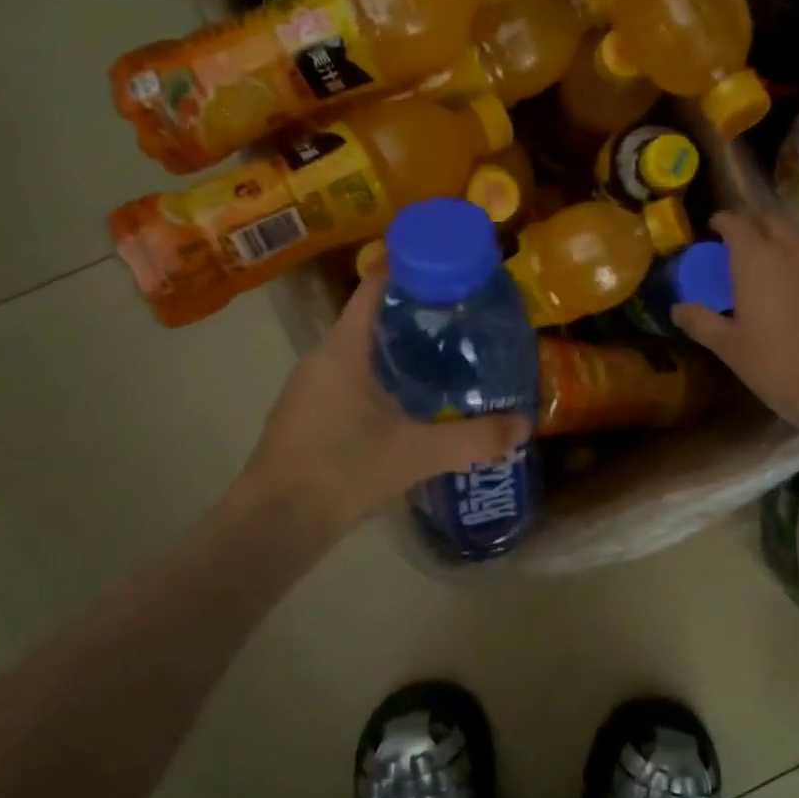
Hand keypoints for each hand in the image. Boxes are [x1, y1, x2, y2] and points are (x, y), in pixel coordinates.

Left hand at [243, 269, 529, 540]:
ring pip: (361, 354)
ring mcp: (309, 389)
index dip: (411, 272)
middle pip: (372, 319)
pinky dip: (382, 380)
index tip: (450, 274)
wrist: (274, 525)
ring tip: (445, 362)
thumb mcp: (417, 454)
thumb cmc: (342, 471)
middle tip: (462, 323)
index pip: (375, 288)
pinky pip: (350, 381)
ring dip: (399, 352)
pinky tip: (409, 406)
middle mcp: (322, 359)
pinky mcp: (306, 416)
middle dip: (416, 317)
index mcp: (343, 350)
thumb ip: (473, 439)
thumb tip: (524, 425)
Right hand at [673, 209, 798, 436]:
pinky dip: (797, 258)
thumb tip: (677, 309)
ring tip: (764, 256)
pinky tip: (792, 282)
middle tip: (736, 238)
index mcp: (757, 258)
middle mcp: (791, 250)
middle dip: (752, 222)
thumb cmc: (775, 363)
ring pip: (796, 236)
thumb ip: (701, 321)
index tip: (713, 225)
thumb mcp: (728, 346)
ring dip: (778, 237)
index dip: (723, 220)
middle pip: (771, 220)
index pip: (737, 222)